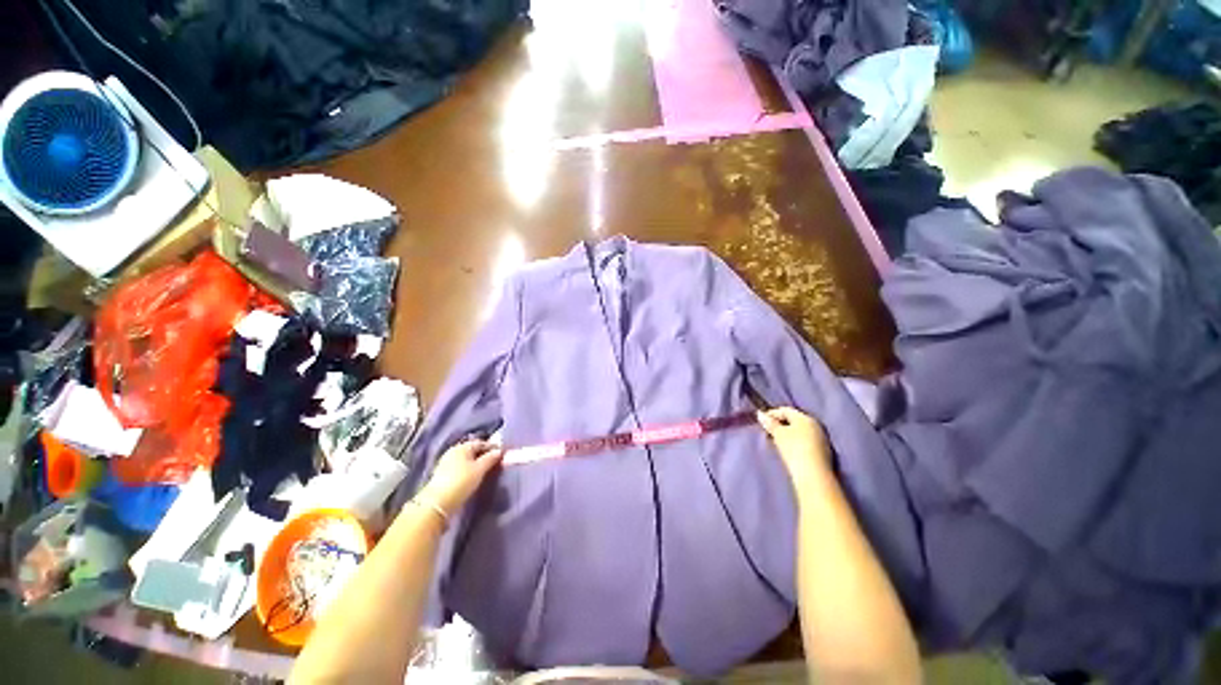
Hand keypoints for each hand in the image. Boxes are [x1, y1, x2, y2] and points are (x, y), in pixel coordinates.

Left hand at [417, 440, 503, 516]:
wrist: (437, 503)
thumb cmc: (461, 481)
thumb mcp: (480, 469)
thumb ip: (491, 458)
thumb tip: (500, 451)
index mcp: (462, 447)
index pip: (481, 443)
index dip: (492, 447)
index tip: (502, 454)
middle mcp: (453, 452)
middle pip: (473, 451)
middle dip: (484, 455)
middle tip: (496, 462)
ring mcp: (446, 463)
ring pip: (467, 460)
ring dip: (477, 463)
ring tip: (486, 470)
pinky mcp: (443, 475)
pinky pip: (461, 467)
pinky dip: (469, 469)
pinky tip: (474, 476)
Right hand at [757, 407, 830, 488]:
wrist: (813, 475)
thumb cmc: (794, 449)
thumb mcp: (778, 434)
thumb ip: (769, 423)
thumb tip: (760, 414)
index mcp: (805, 418)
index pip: (785, 410)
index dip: (772, 413)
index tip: (761, 420)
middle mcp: (815, 425)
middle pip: (793, 420)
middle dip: (780, 424)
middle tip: (768, 431)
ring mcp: (821, 438)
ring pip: (800, 431)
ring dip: (788, 434)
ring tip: (776, 441)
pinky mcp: (823, 451)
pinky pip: (805, 441)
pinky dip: (795, 442)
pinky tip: (788, 449)